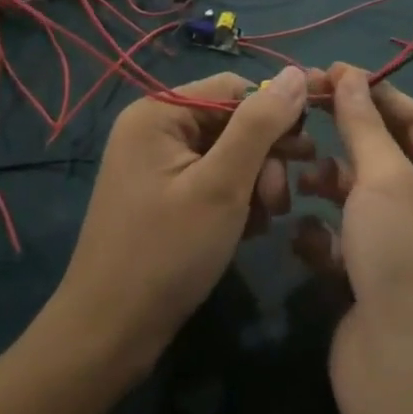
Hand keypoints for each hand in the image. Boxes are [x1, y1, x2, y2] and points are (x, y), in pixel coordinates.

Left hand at [54, 69, 312, 380]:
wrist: (107, 340)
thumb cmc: (166, 254)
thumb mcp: (223, 185)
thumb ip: (261, 125)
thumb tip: (297, 73)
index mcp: (160, 112)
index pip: (234, 88)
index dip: (274, 113)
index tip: (305, 151)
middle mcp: (154, 128)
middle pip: (231, 121)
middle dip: (264, 157)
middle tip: (281, 199)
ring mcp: (155, 164)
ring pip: (227, 153)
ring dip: (255, 182)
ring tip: (265, 220)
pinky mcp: (161, 196)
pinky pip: (211, 179)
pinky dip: (235, 199)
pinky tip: (246, 230)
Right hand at [294, 64, 412, 413]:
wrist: (400, 373)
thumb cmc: (402, 257)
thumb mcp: (383, 179)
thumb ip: (362, 124)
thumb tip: (349, 73)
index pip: (412, 118)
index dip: (373, 92)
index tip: (330, 73)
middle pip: (381, 153)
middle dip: (344, 136)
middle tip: (301, 112)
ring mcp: (398, 243)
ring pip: (356, 194)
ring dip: (328, 183)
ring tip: (300, 178)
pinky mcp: (368, 275)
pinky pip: (341, 236)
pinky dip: (322, 234)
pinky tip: (304, 238)